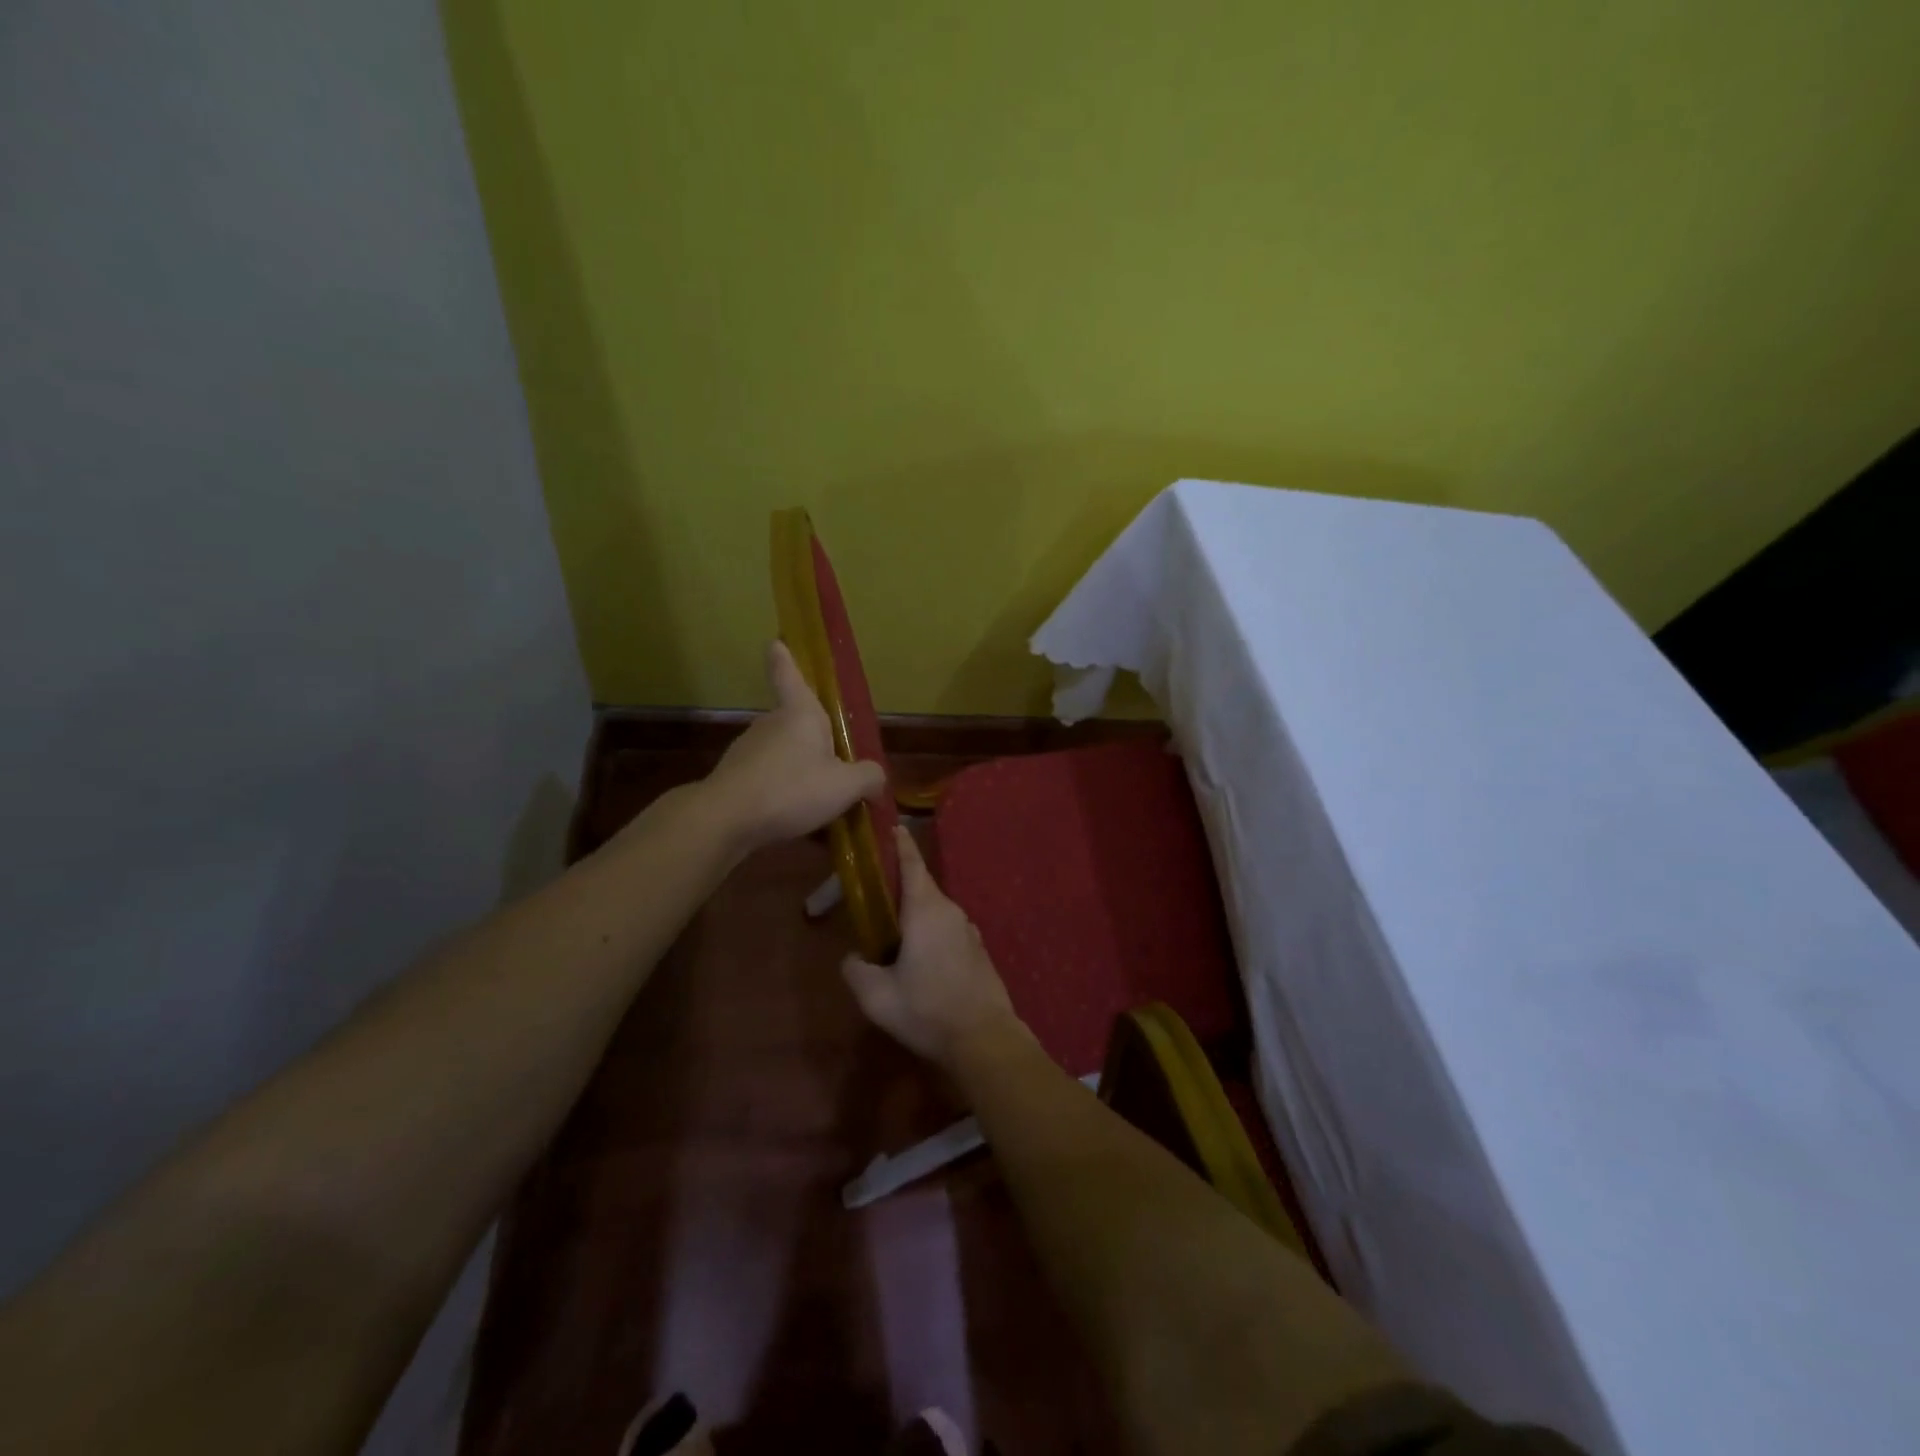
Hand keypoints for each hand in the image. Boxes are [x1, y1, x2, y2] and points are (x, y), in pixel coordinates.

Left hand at [704, 641, 886, 854]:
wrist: (726, 820)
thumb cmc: (791, 789)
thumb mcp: (845, 786)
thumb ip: (868, 778)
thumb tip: (876, 778)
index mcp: (800, 714)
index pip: (789, 675)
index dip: (784, 658)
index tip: (775, 642)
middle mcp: (771, 724)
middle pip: (793, 722)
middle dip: (812, 738)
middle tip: (835, 763)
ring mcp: (748, 750)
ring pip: (781, 753)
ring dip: (797, 769)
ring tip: (818, 800)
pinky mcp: (735, 778)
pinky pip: (767, 779)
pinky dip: (781, 792)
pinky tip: (794, 817)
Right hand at [841, 827, 1020, 1069]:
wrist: (985, 1039)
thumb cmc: (927, 1010)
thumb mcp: (877, 996)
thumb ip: (857, 970)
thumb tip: (853, 957)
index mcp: (926, 910)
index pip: (913, 865)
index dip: (902, 845)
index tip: (895, 826)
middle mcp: (951, 912)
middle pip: (923, 888)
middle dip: (902, 888)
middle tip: (878, 898)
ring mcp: (969, 931)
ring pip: (936, 912)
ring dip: (917, 916)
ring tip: (896, 936)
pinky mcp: (979, 951)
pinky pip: (949, 931)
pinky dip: (933, 935)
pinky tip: (922, 961)